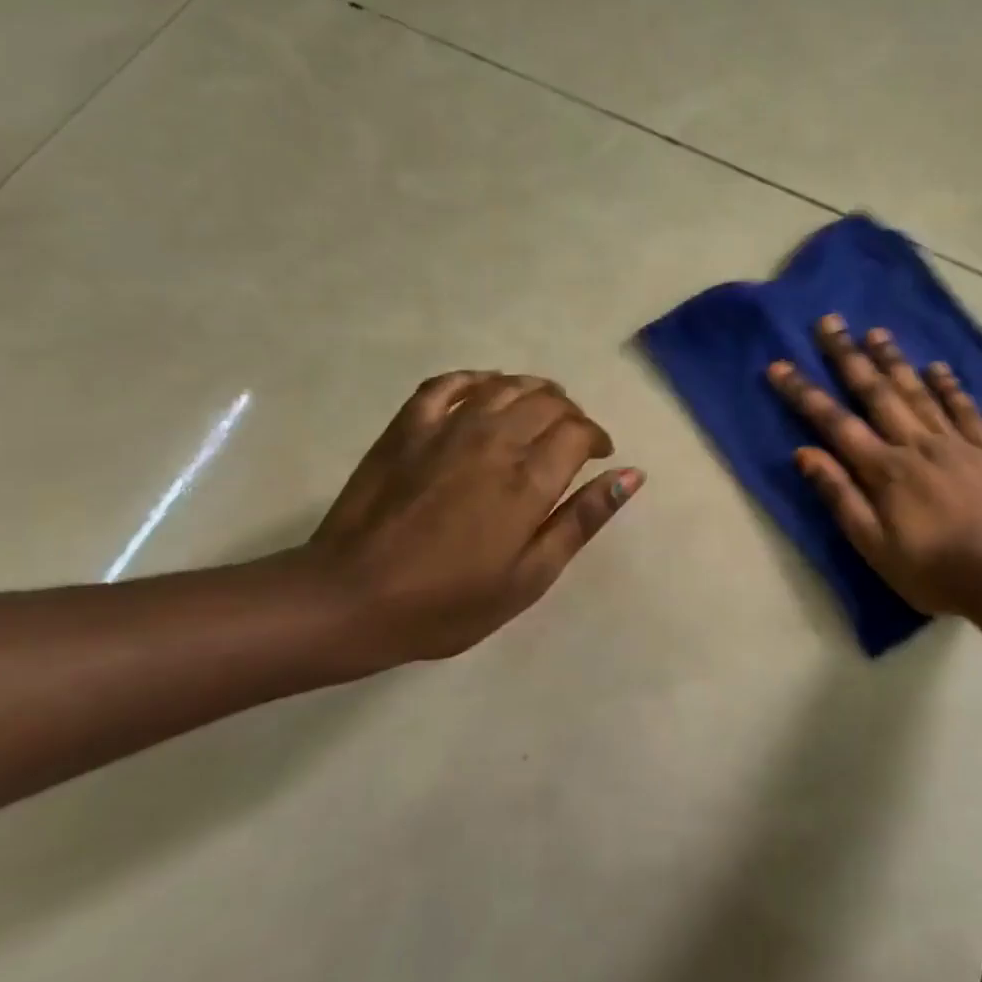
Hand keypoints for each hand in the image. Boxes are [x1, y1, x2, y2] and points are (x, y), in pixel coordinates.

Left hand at [304, 371, 641, 671]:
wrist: (350, 601)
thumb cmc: (448, 602)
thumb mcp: (529, 577)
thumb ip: (581, 520)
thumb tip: (631, 476)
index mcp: (527, 479)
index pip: (578, 432)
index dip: (596, 438)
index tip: (599, 456)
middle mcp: (493, 440)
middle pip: (547, 402)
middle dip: (571, 414)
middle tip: (572, 438)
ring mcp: (446, 428)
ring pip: (504, 386)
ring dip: (534, 390)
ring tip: (542, 409)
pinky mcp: (406, 428)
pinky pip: (447, 384)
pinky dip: (475, 379)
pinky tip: (486, 389)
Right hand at [767, 316, 981, 615]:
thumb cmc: (929, 570)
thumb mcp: (872, 544)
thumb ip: (839, 495)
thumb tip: (804, 453)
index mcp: (884, 469)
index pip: (834, 422)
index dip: (804, 392)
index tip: (780, 364)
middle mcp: (916, 444)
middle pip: (876, 392)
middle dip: (848, 356)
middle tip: (829, 322)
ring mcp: (955, 443)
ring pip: (918, 392)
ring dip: (895, 360)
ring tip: (876, 332)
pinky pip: (965, 410)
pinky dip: (949, 386)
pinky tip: (937, 367)